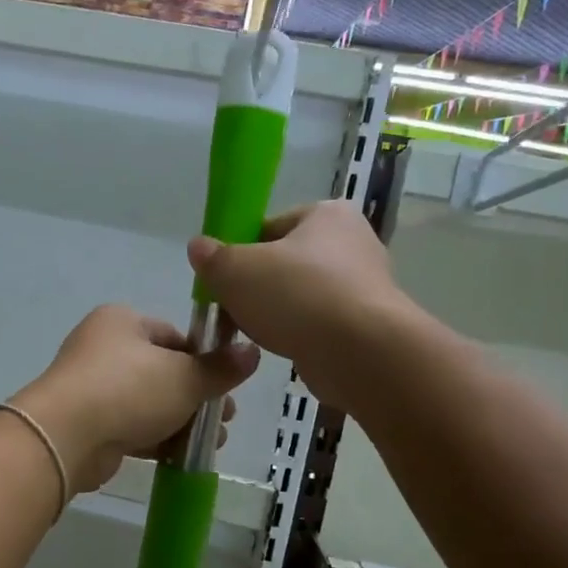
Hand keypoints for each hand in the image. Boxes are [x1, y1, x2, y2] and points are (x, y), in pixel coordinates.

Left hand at [12, 306, 259, 493]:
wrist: (65, 436)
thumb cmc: (129, 390)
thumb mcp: (185, 377)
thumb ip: (220, 368)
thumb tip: (253, 353)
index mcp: (123, 321)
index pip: (174, 336)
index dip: (204, 360)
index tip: (227, 385)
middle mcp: (103, 347)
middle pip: (163, 371)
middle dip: (197, 397)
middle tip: (226, 419)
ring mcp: (91, 386)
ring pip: (148, 401)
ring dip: (182, 421)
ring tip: (213, 443)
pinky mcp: (87, 421)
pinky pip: (130, 425)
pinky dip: (156, 438)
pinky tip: (182, 455)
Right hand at [187, 201, 406, 411]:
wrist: (361, 353)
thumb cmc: (297, 296)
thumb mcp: (236, 270)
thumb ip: (213, 258)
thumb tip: (198, 247)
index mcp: (328, 214)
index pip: (271, 226)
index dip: (241, 251)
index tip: (224, 277)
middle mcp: (353, 243)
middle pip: (286, 262)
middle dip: (258, 286)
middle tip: (234, 307)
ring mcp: (366, 286)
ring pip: (301, 296)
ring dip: (277, 313)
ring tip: (256, 332)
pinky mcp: (368, 325)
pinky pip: (320, 324)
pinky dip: (300, 334)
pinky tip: (284, 348)